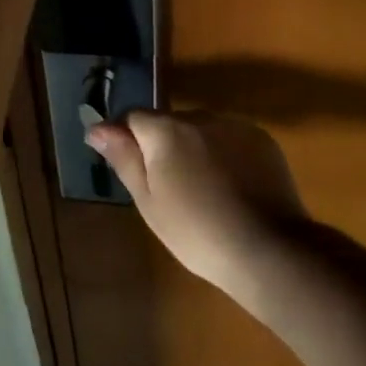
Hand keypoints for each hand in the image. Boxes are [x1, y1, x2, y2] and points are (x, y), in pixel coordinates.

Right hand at [85, 111, 308, 302]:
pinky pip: (231, 138)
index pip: (133, 117)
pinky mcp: (262, 139)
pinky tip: (232, 188)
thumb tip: (96, 128)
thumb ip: (124, 158)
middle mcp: (200, 116)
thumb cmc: (197, 232)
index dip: (125, 138)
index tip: (129, 167)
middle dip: (163, 146)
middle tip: (170, 190)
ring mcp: (235, 125)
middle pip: (169, 123)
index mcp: (166, 130)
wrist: (268, 249)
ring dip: (195, 149)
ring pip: (202, 130)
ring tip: (205, 191)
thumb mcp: (149, 201)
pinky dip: (225, 154)